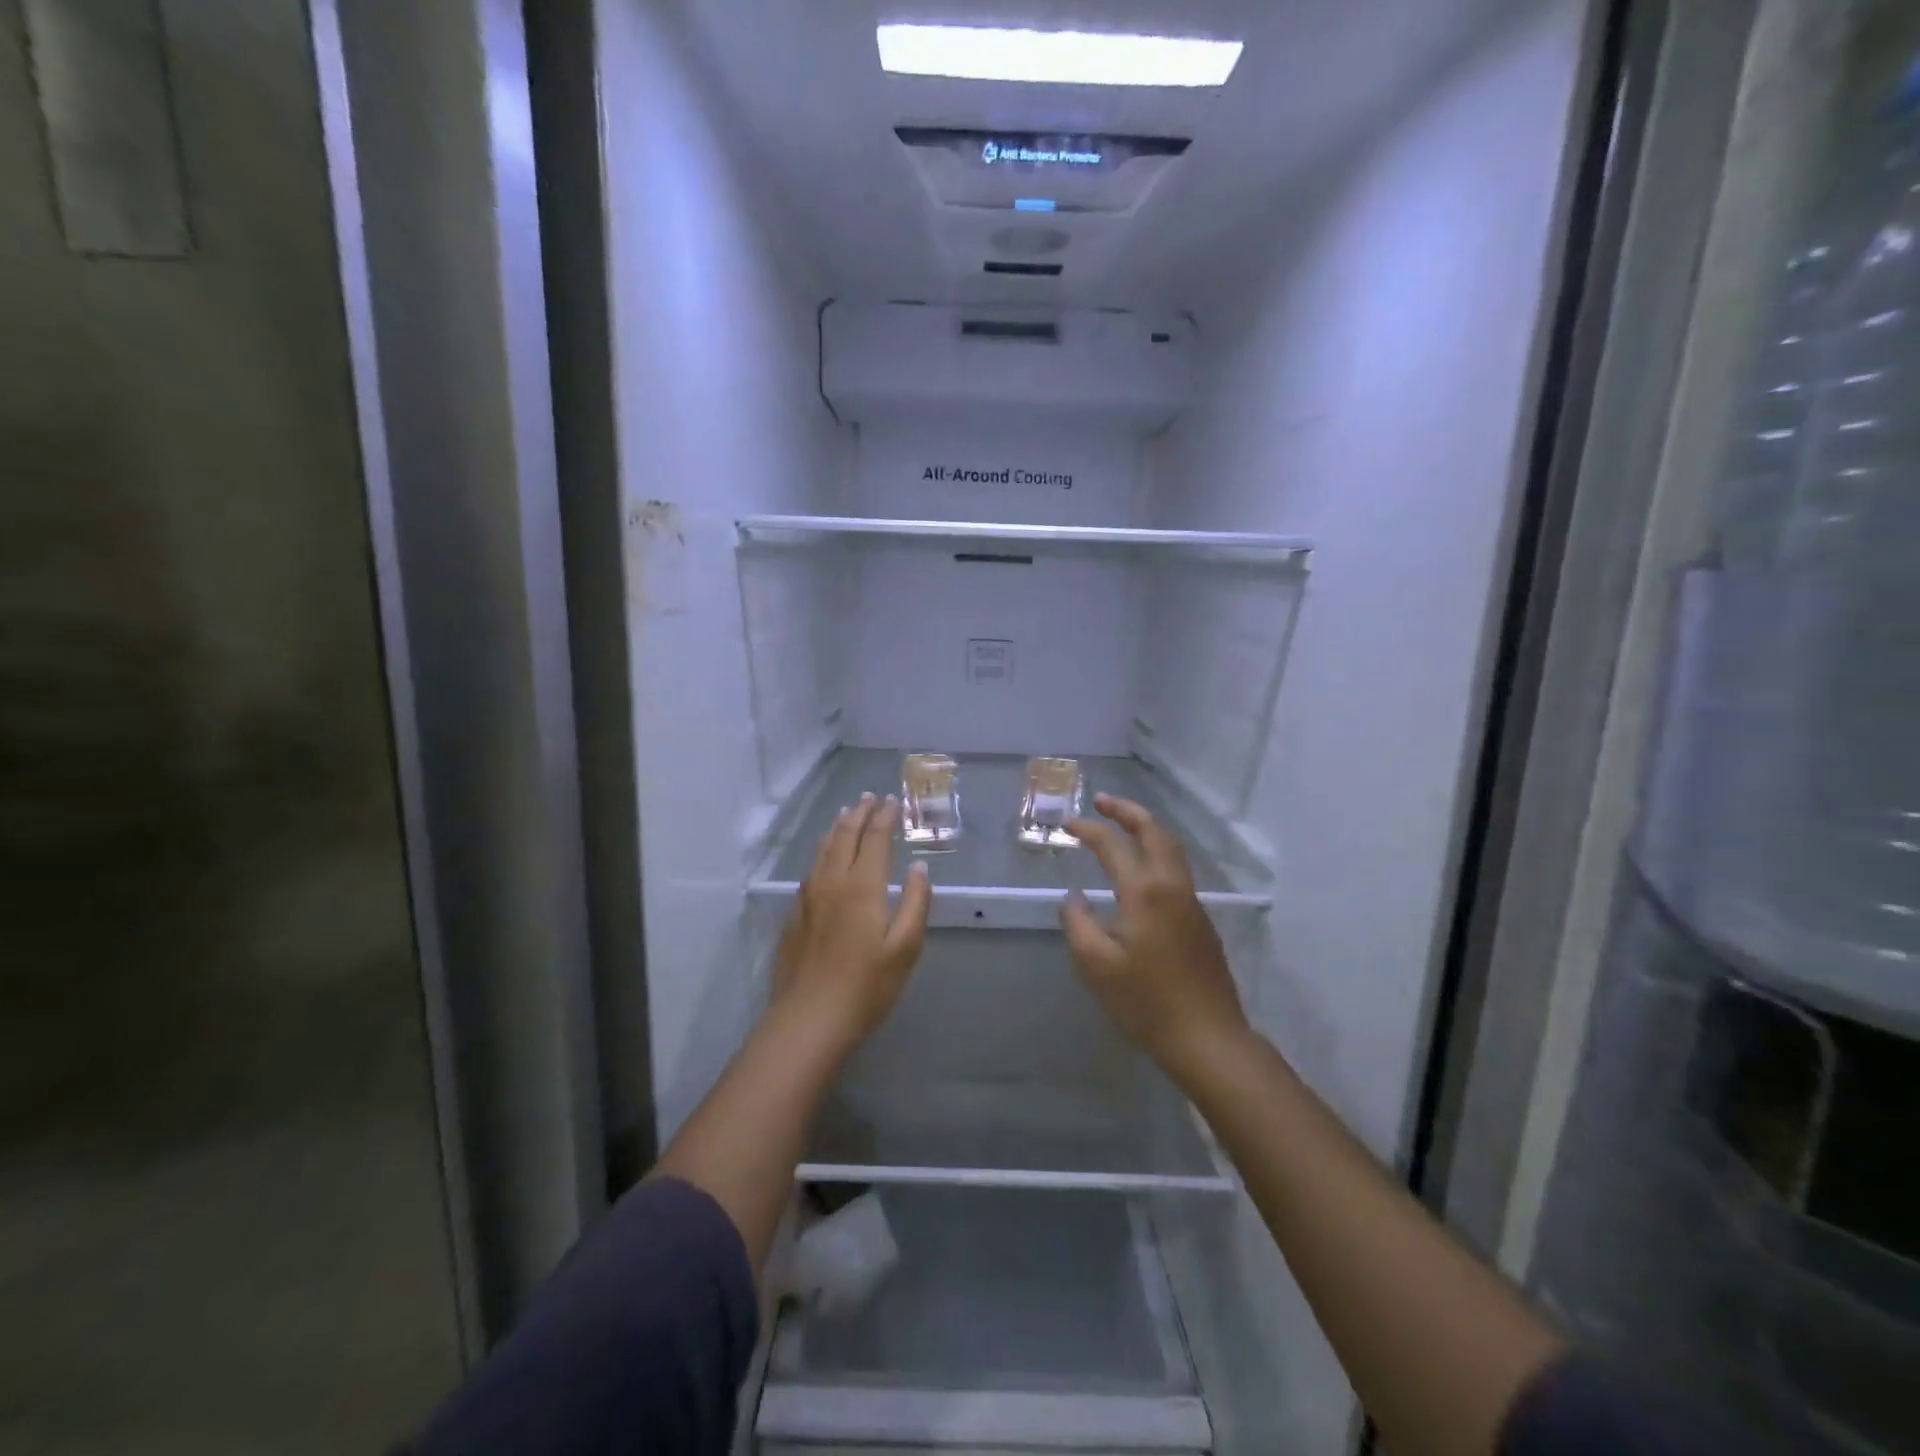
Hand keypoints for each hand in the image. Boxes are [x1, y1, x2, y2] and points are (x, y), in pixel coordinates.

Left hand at [773, 793, 930, 1049]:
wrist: (808, 1020)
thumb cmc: (866, 986)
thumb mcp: (905, 948)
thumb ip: (915, 903)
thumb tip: (919, 868)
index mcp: (863, 886)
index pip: (875, 838)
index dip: (885, 817)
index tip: (893, 801)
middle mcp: (832, 882)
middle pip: (845, 836)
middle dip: (859, 814)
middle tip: (869, 797)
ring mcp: (808, 898)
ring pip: (823, 850)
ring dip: (838, 828)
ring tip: (846, 814)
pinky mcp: (794, 915)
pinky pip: (811, 869)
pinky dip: (822, 851)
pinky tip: (824, 858)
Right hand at [1060, 793, 1249, 1082]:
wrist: (1208, 1038)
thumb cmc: (1146, 1002)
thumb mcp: (1096, 965)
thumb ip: (1078, 924)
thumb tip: (1074, 898)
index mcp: (1144, 892)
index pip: (1113, 845)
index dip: (1087, 829)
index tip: (1066, 824)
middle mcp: (1172, 886)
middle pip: (1154, 832)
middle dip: (1127, 811)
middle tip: (1102, 802)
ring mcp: (1191, 902)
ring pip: (1171, 849)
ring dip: (1146, 829)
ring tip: (1122, 826)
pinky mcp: (1200, 921)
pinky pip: (1177, 870)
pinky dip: (1156, 852)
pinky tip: (1141, 871)